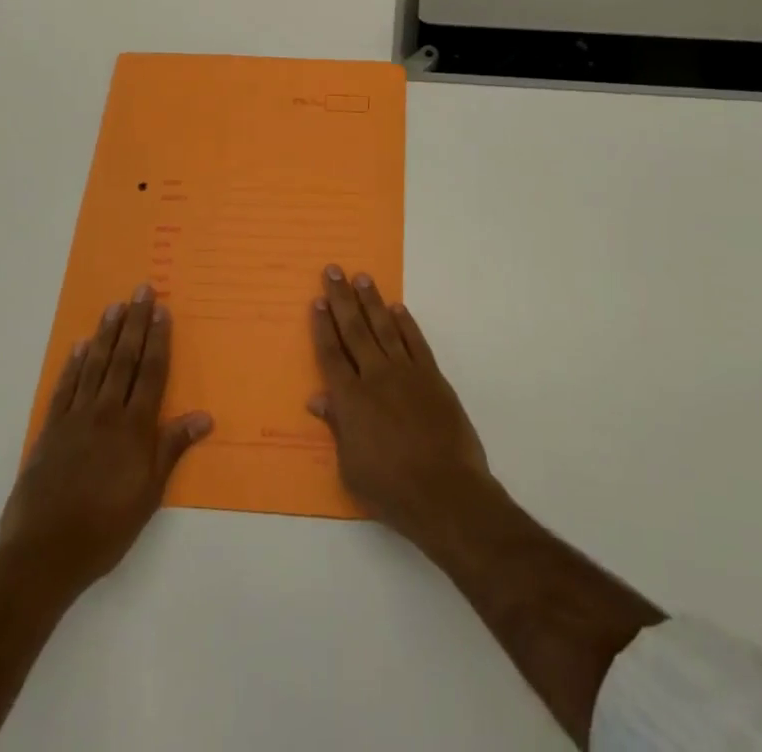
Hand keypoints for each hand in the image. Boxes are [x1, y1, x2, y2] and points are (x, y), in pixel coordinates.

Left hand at [0, 286, 212, 593]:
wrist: (44, 553)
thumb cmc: (106, 527)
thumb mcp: (150, 493)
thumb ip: (172, 448)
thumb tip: (205, 416)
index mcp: (134, 427)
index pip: (151, 372)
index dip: (158, 339)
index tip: (162, 309)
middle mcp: (107, 413)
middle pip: (124, 359)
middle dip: (135, 323)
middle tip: (141, 290)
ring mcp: (75, 419)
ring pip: (95, 366)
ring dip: (106, 334)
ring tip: (114, 306)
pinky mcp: (50, 431)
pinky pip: (64, 389)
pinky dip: (72, 366)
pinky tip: (79, 346)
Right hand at [308, 265, 494, 551]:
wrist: (445, 491)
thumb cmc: (391, 489)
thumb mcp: (351, 467)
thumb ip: (337, 427)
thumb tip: (317, 398)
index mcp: (351, 400)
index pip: (331, 354)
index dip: (322, 326)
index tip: (316, 301)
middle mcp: (376, 377)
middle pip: (355, 330)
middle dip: (341, 299)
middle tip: (334, 270)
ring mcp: (407, 373)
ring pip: (385, 328)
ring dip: (372, 301)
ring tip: (362, 278)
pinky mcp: (432, 377)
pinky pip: (416, 342)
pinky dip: (407, 323)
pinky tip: (398, 308)